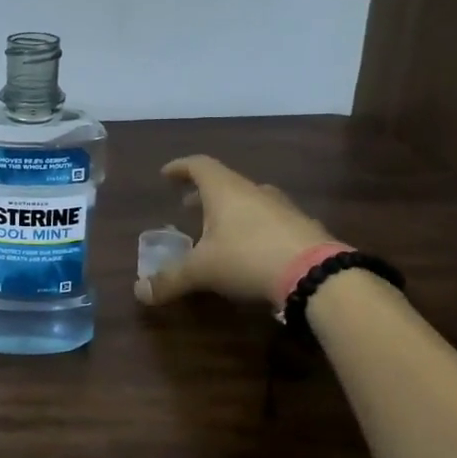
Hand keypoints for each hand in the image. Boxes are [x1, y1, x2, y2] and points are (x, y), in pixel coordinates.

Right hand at [135, 156, 333, 309]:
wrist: (316, 274)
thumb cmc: (248, 258)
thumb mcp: (202, 271)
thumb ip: (170, 279)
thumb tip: (140, 291)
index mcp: (225, 190)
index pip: (198, 165)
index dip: (180, 168)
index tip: (166, 174)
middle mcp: (254, 191)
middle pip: (224, 183)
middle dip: (202, 194)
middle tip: (187, 207)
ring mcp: (283, 208)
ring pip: (250, 201)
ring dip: (230, 211)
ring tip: (218, 230)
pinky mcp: (303, 228)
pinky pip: (270, 221)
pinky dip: (254, 228)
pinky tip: (252, 250)